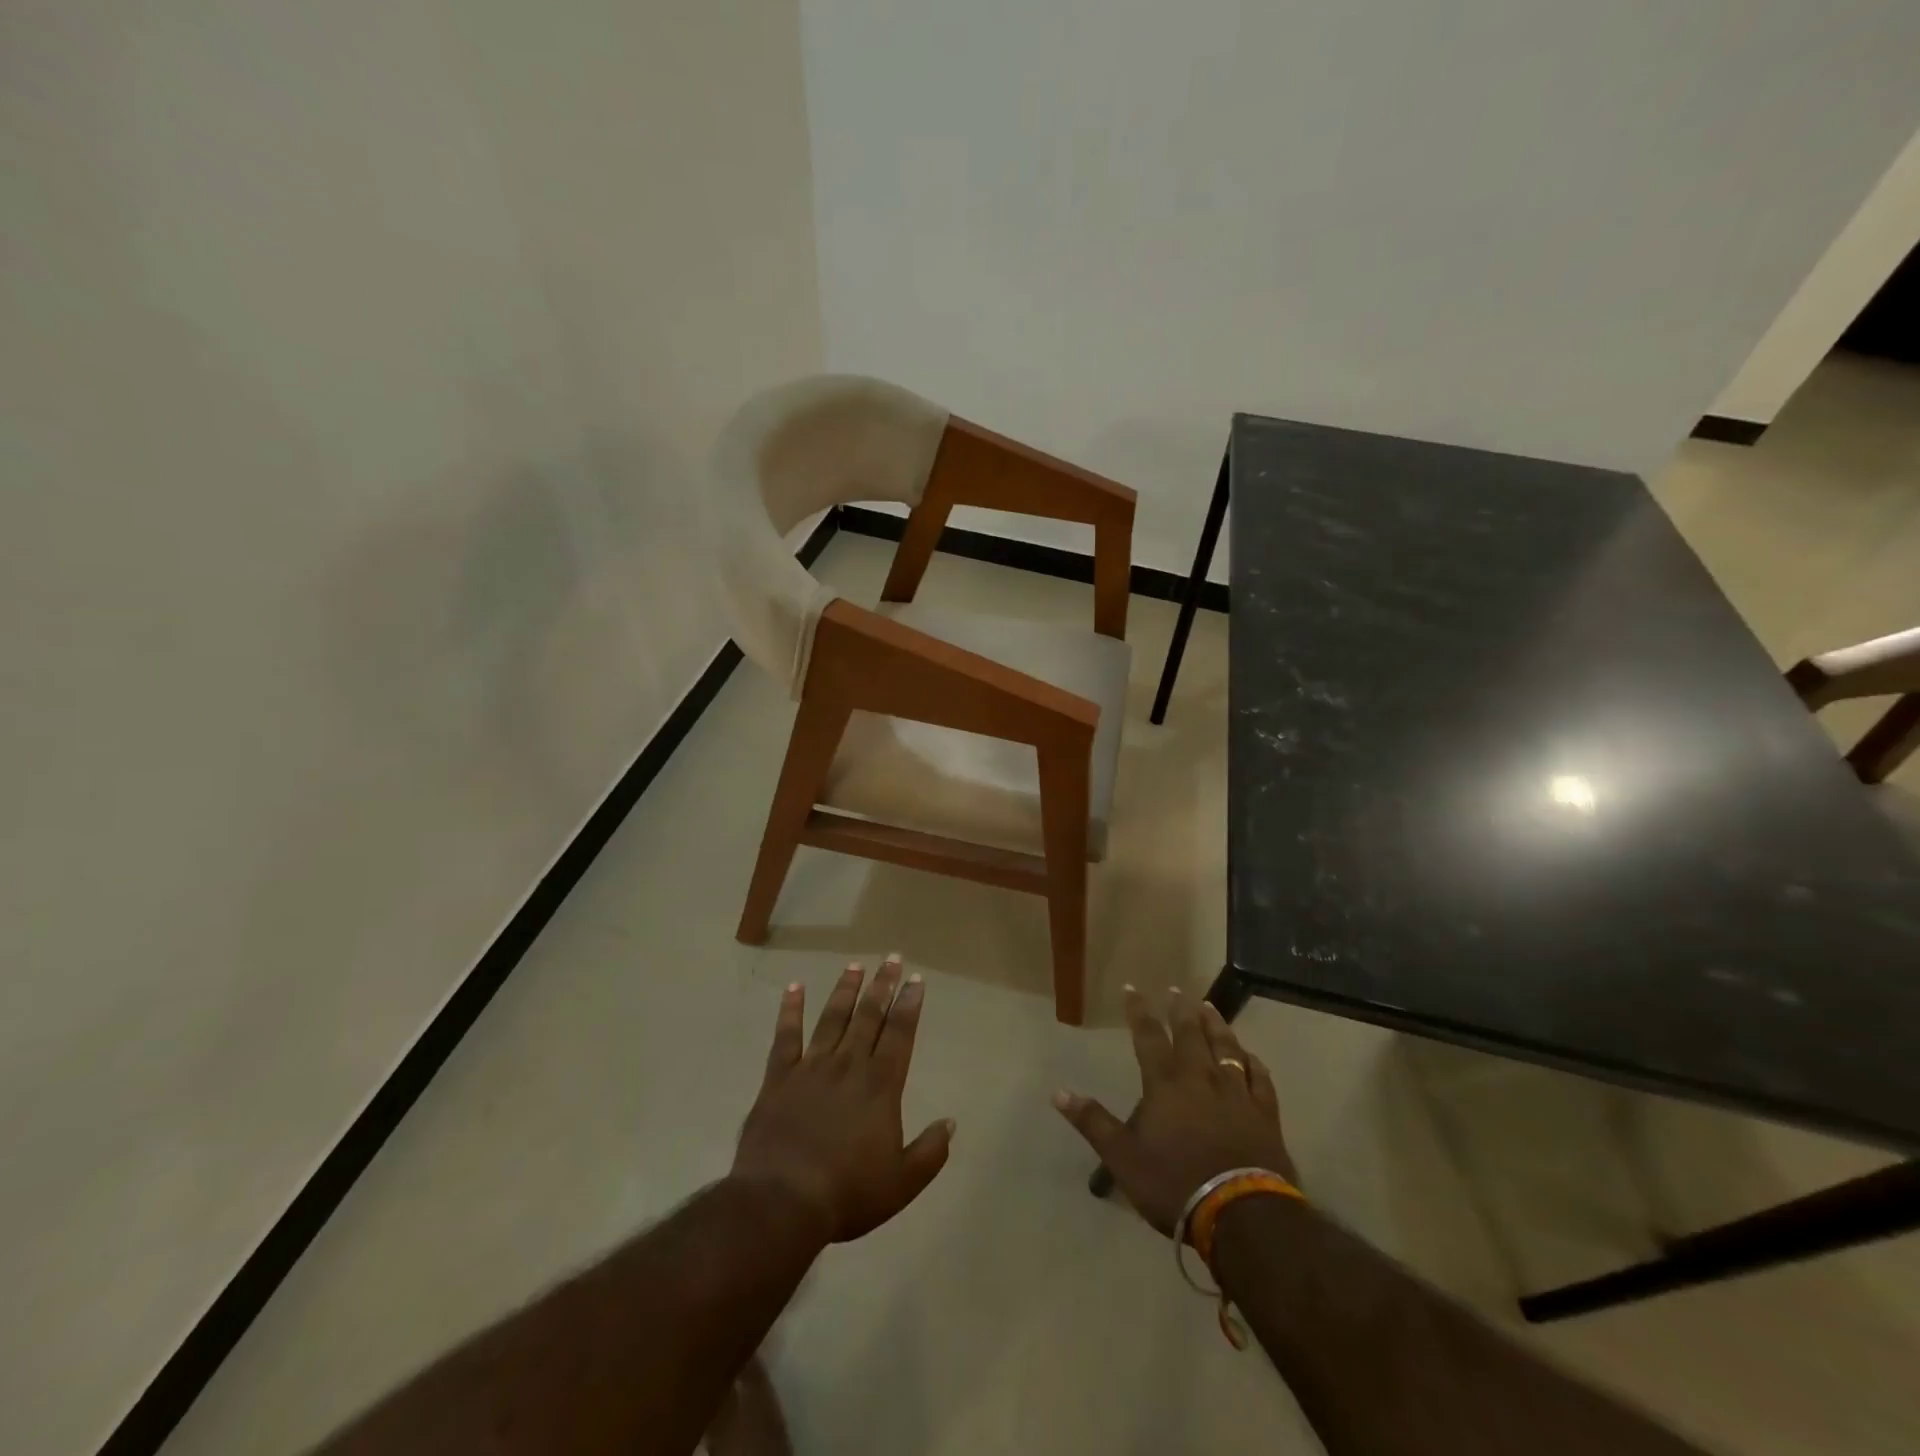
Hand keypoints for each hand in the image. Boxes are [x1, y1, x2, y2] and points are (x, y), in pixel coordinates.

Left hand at [733, 956, 953, 1243]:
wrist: (782, 1201)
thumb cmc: (847, 1193)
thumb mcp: (902, 1183)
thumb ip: (930, 1151)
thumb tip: (950, 1122)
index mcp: (881, 1085)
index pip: (900, 1034)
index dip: (909, 1004)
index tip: (915, 980)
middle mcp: (849, 1065)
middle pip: (869, 1016)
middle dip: (883, 985)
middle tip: (891, 958)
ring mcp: (811, 1067)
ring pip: (832, 1018)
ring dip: (845, 990)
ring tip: (855, 966)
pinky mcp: (779, 1077)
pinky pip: (786, 1036)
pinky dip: (790, 1010)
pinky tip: (794, 988)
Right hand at [1054, 985, 1296, 1235]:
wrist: (1239, 1214)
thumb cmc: (1174, 1183)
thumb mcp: (1122, 1157)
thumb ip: (1093, 1122)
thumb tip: (1058, 1093)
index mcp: (1164, 1084)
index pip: (1147, 1036)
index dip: (1138, 1010)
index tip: (1131, 988)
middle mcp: (1200, 1078)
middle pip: (1190, 1034)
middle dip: (1181, 1010)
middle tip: (1177, 989)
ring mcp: (1236, 1094)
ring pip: (1226, 1048)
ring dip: (1216, 1026)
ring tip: (1210, 1008)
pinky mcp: (1264, 1115)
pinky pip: (1260, 1079)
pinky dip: (1253, 1063)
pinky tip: (1251, 1056)